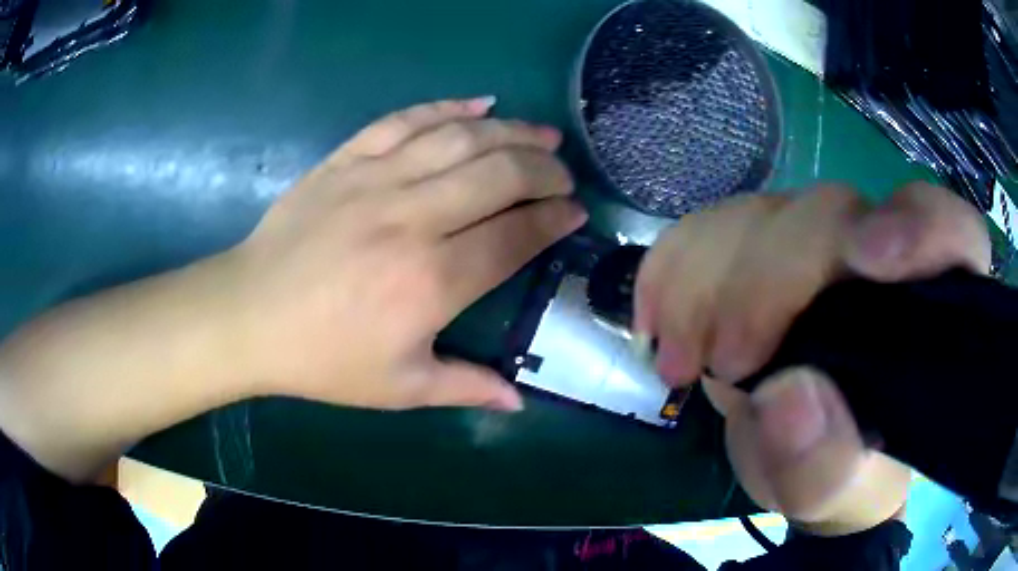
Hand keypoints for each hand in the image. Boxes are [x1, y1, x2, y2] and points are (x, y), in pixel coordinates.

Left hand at [226, 97, 585, 410]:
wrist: (249, 315)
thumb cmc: (323, 358)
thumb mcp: (398, 387)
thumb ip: (465, 388)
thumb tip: (519, 402)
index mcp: (431, 282)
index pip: (514, 236)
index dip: (553, 220)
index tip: (575, 213)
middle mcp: (412, 219)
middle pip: (499, 175)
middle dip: (545, 170)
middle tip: (564, 174)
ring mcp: (376, 180)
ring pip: (460, 139)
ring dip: (511, 131)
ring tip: (541, 134)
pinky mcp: (345, 160)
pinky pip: (404, 120)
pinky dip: (447, 107)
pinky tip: (479, 103)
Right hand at [635, 182, 989, 533]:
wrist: (798, 455)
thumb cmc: (838, 476)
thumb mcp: (832, 490)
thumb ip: (824, 460)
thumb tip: (788, 396)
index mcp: (927, 309)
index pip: (950, 230)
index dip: (918, 226)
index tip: (865, 259)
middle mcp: (877, 254)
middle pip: (829, 216)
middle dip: (768, 281)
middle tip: (725, 362)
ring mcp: (815, 244)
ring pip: (760, 212)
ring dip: (705, 281)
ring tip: (679, 362)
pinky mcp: (761, 246)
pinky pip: (709, 224)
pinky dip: (672, 265)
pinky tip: (656, 316)